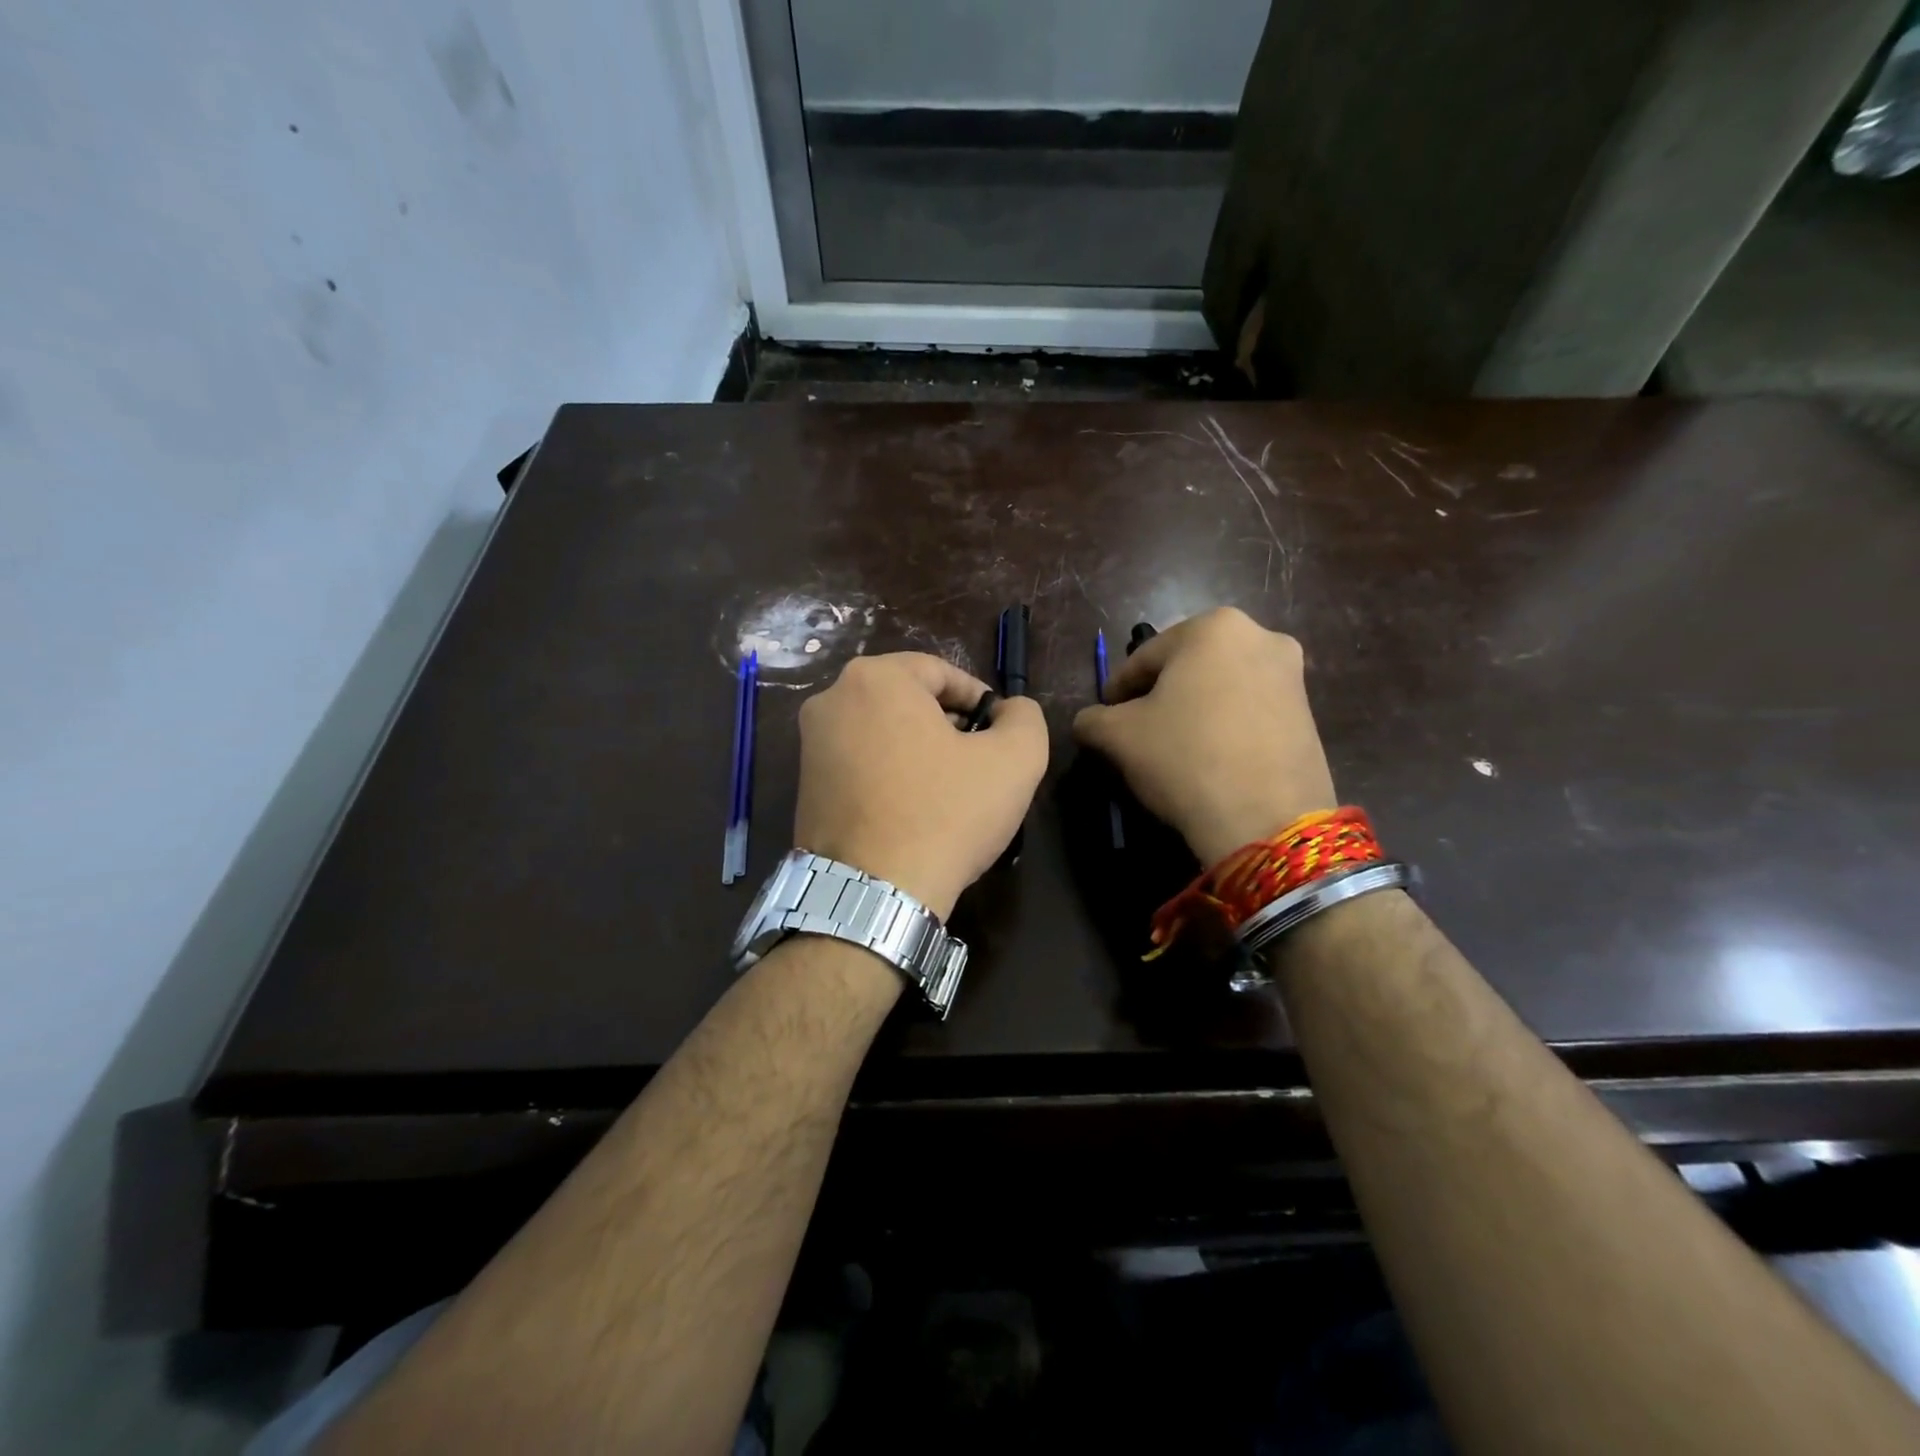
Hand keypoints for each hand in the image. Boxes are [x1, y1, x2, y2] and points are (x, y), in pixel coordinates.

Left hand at [795, 653, 1047, 919]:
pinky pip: (858, 764)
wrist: (873, 893)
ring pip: (882, 732)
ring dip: (919, 751)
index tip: (998, 733)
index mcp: (875, 678)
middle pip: (907, 700)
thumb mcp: (1015, 760)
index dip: (979, 700)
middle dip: (948, 725)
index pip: (941, 672)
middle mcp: (831, 699)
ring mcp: (810, 744)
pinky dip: (889, 775)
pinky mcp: (803, 785)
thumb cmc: (946, 814)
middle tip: (977, 762)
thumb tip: (1010, 710)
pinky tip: (913, 811)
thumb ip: (1024, 718)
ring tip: (949, 791)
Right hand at [1073, 608, 1336, 865]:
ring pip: (1220, 689)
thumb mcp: (1118, 736)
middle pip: (1187, 668)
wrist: (1267, 819)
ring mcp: (1291, 675)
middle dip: (1160, 696)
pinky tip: (1209, 759)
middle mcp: (1260, 636)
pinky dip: (1225, 727)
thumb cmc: (1184, 758)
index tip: (1103, 717)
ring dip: (1193, 710)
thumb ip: (1092, 719)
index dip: (1117, 690)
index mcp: (1212, 627)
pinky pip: (1250, 711)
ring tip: (1172, 748)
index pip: (1143, 658)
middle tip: (1137, 731)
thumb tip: (1089, 721)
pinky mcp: (1309, 714)